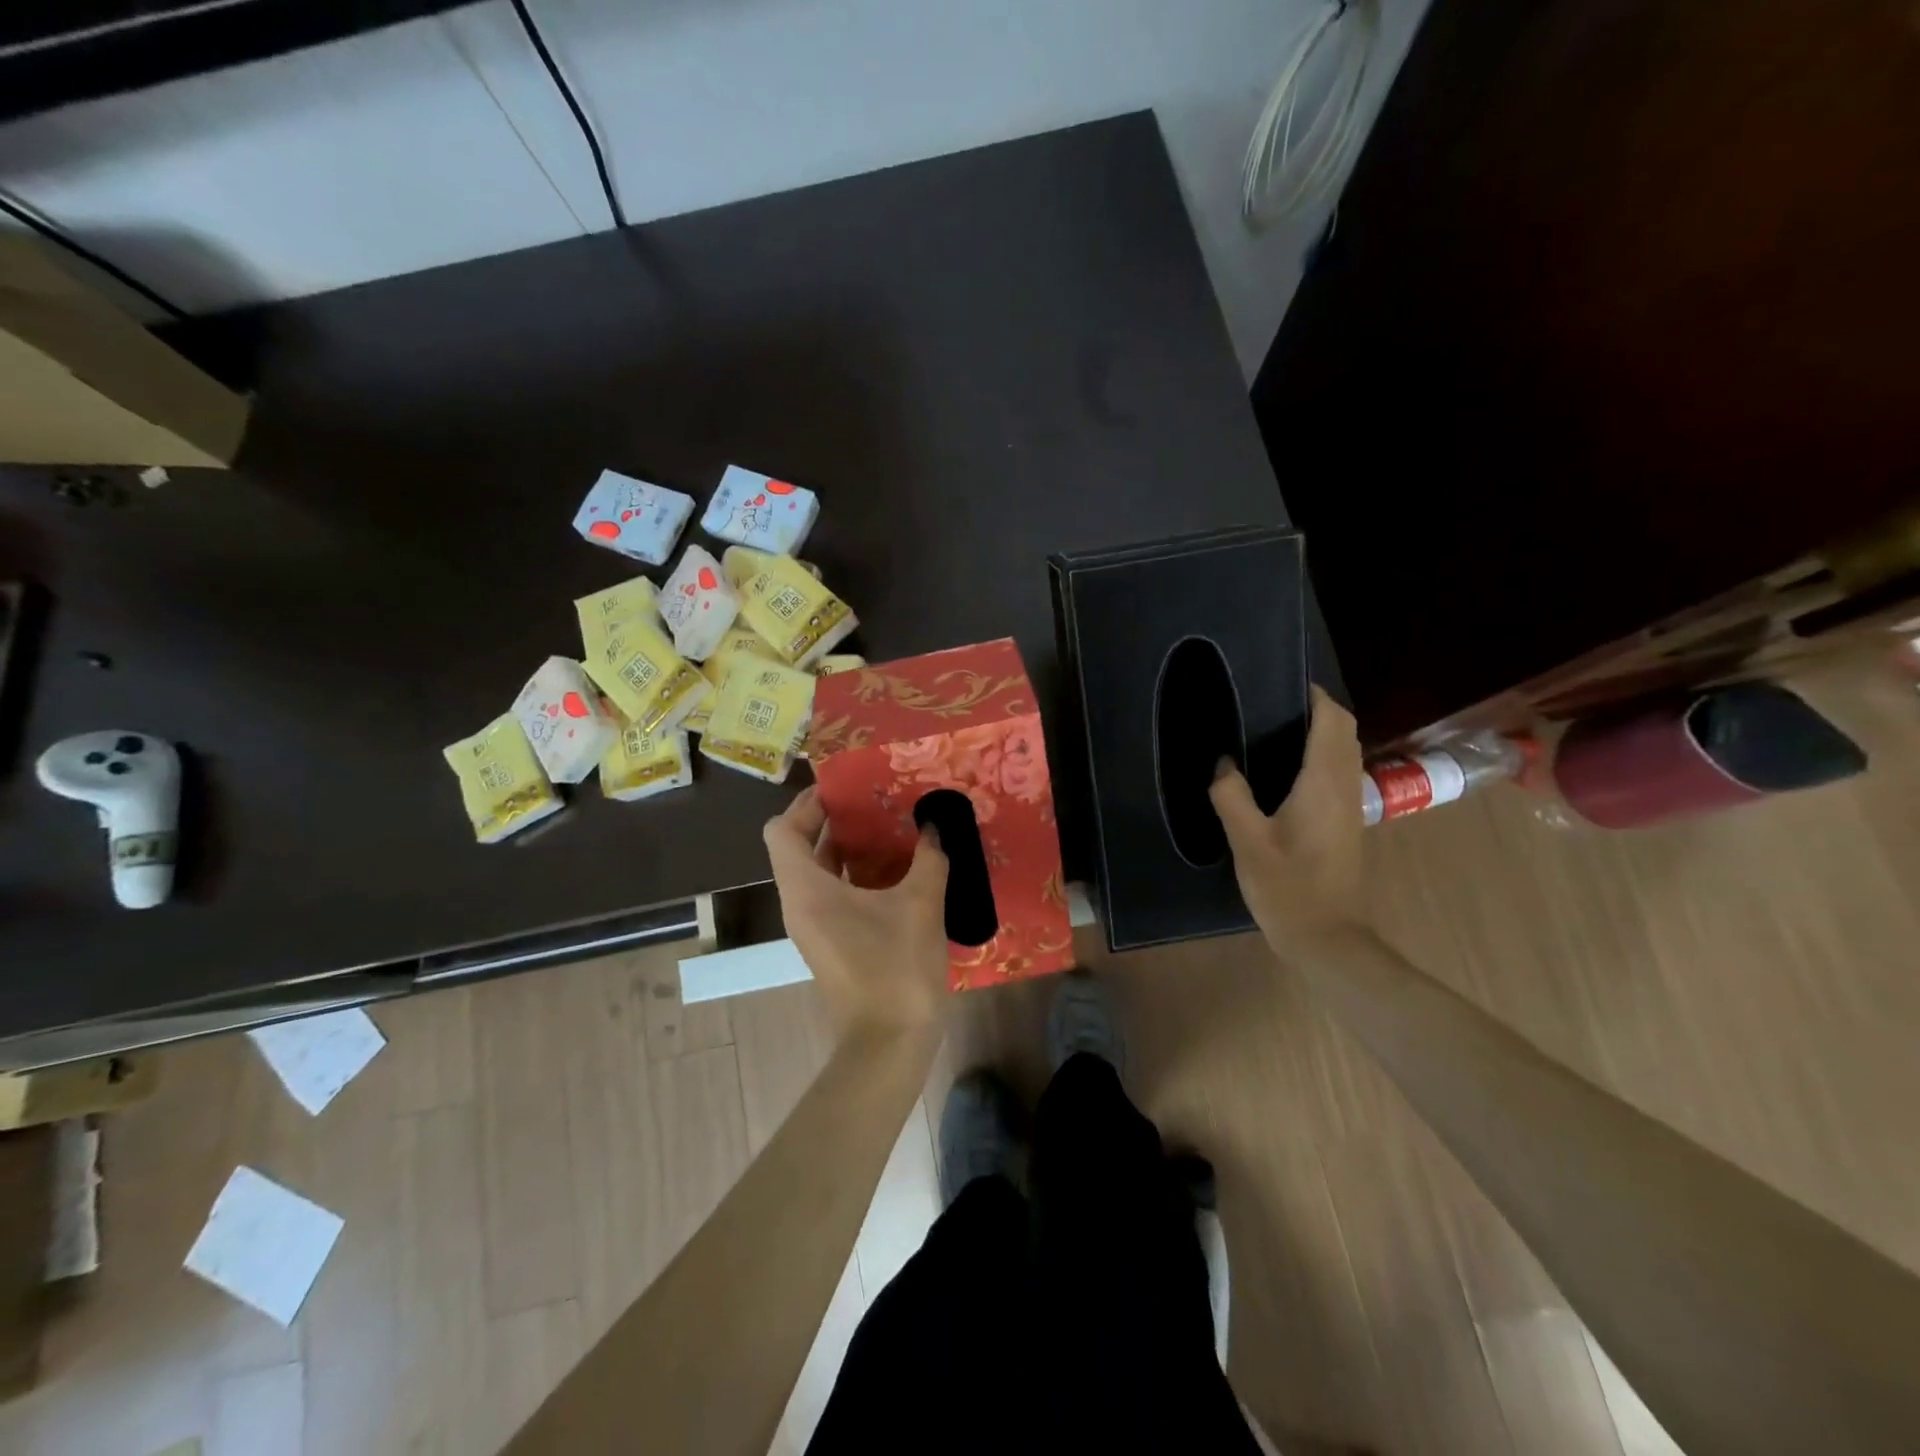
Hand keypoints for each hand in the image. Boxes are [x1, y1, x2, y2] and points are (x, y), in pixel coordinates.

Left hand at [763, 787, 951, 1034]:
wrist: (889, 1043)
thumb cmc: (896, 967)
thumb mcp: (921, 904)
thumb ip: (929, 857)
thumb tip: (935, 825)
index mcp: (807, 889)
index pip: (782, 830)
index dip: (807, 803)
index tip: (844, 789)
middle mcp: (800, 903)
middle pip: (798, 846)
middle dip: (833, 820)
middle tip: (874, 799)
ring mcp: (813, 926)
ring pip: (818, 872)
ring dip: (847, 847)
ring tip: (889, 826)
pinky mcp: (831, 942)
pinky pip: (832, 894)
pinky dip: (855, 874)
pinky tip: (897, 869)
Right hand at [1209, 685, 1367, 960]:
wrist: (1326, 937)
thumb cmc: (1288, 887)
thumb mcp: (1247, 841)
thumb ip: (1231, 795)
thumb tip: (1223, 763)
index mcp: (1323, 782)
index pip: (1332, 720)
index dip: (1314, 695)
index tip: (1280, 683)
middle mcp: (1344, 786)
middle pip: (1343, 730)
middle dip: (1316, 709)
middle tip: (1269, 705)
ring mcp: (1350, 805)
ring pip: (1344, 750)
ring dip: (1319, 731)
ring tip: (1272, 729)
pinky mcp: (1345, 822)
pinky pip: (1338, 771)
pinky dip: (1319, 755)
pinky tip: (1283, 769)